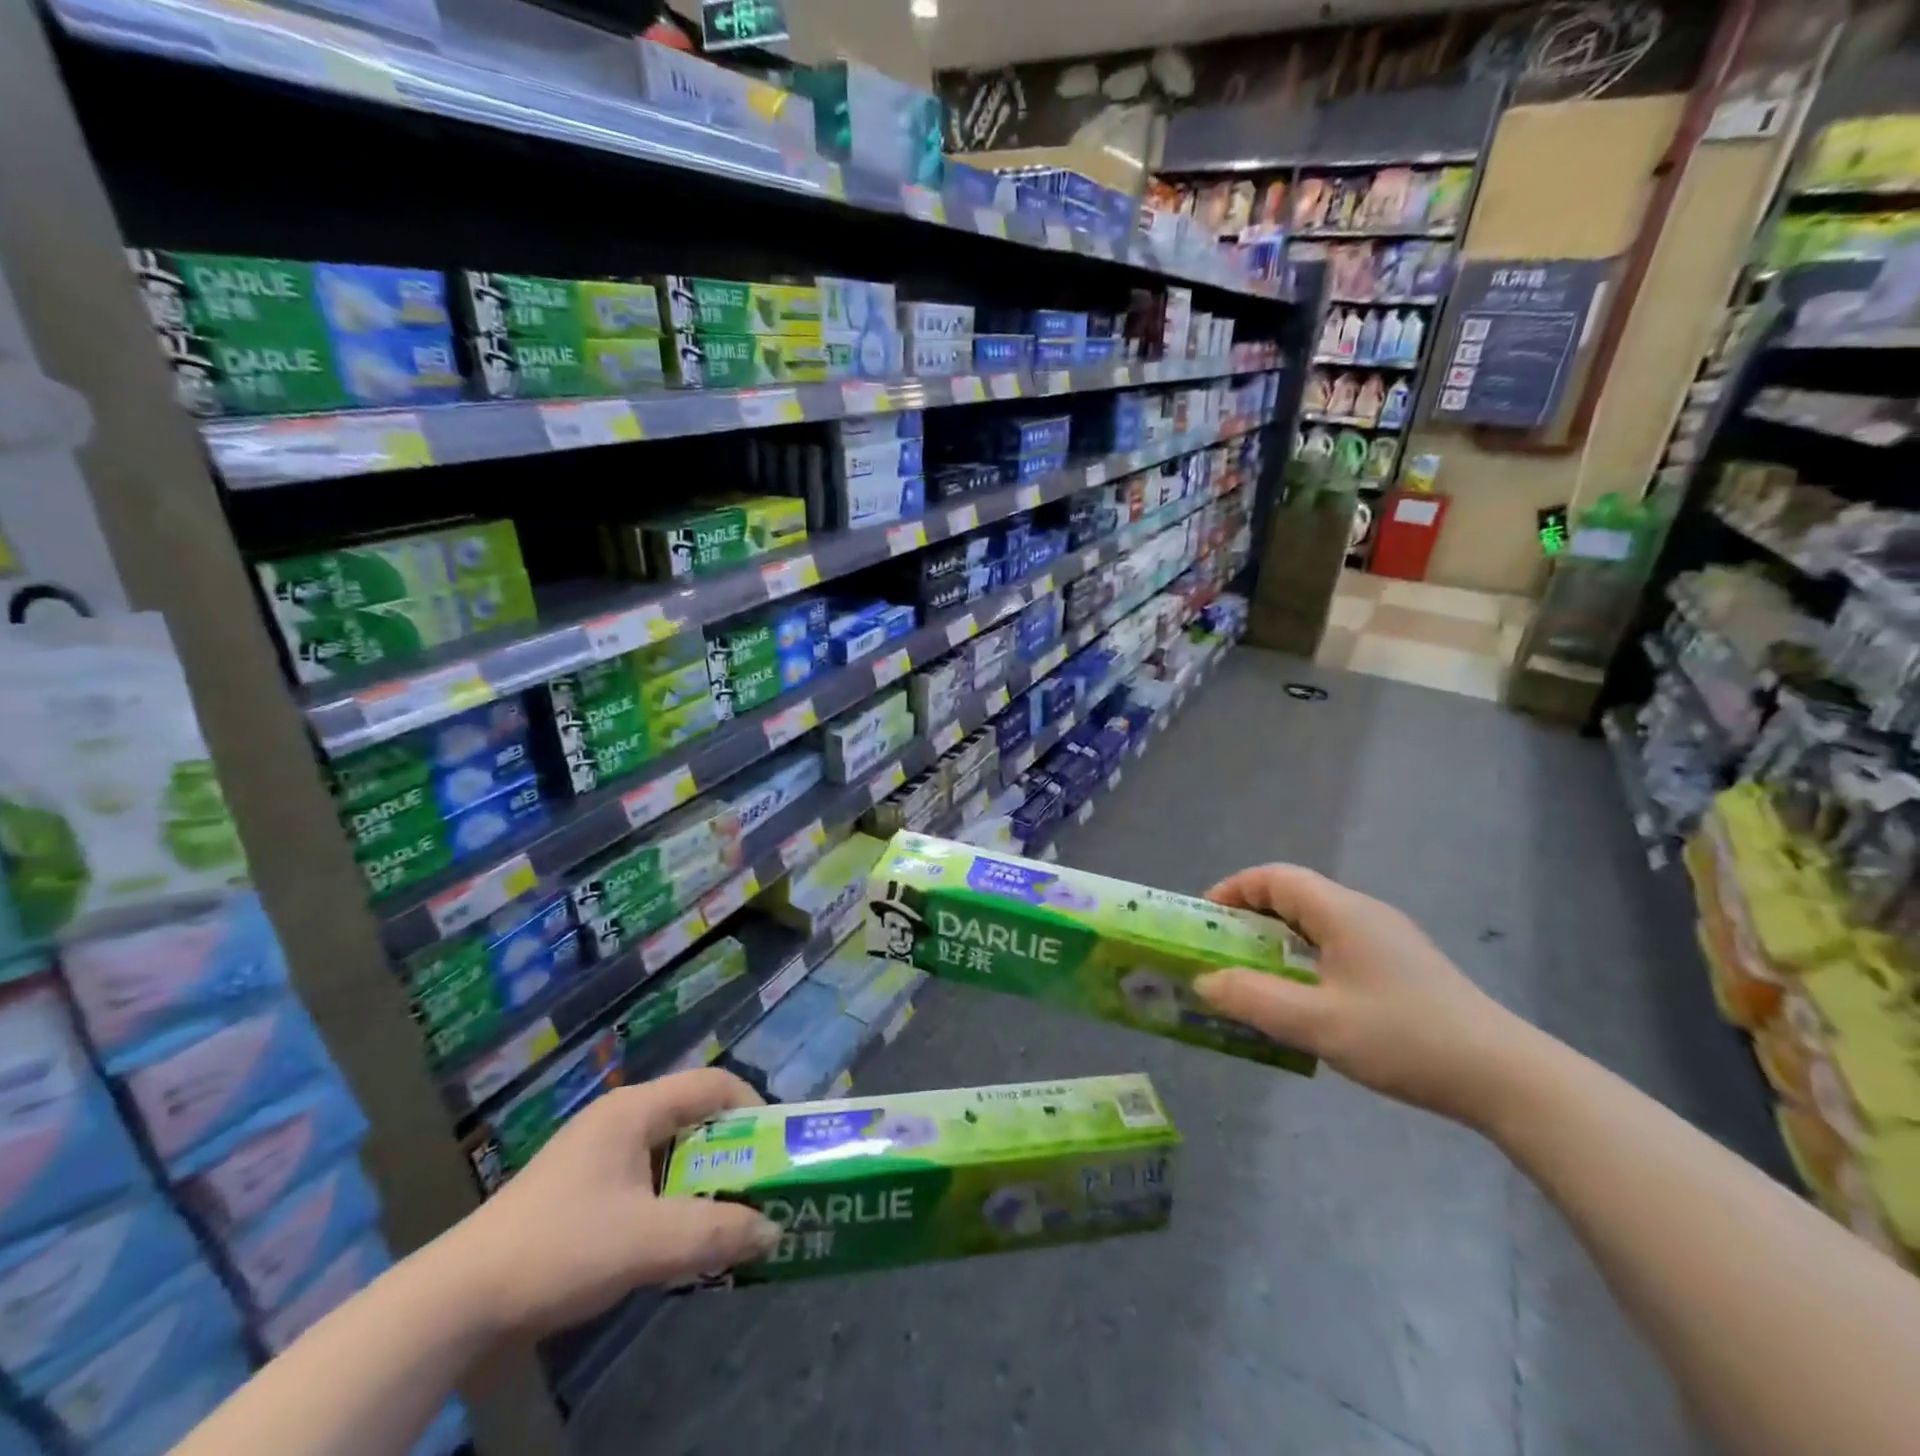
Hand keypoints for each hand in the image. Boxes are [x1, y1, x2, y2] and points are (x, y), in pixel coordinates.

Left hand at [448, 1069, 779, 1337]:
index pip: (712, 1084)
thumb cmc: (559, 1248)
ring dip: (704, 1182)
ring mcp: (598, 1156)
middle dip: (733, 1152)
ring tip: (731, 1217)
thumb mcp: (646, 1241)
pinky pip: (648, 1181)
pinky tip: (680, 1239)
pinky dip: (675, 1201)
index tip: (777, 1147)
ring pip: (672, 1154)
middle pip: (694, 1119)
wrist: (457, 1303)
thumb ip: (715, 1233)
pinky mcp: (583, 1192)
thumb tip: (774, 1230)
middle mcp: (620, 1120)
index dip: (752, 1108)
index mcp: (635, 1110)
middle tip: (763, 1186)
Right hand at [1195, 865, 1537, 1126]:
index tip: (1204, 921)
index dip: (1232, 890)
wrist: (1507, 1077)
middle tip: (1220, 954)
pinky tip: (1302, 1001)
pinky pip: (1336, 947)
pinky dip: (1303, 961)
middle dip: (1248, 920)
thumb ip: (1253, 998)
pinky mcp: (1401, 967)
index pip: (1274, 877)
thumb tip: (1204, 980)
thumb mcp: (1317, 1022)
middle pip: (1293, 897)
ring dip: (1276, 943)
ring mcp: (1386, 940)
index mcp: (1342, 911)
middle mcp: (1363, 913)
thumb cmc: (1404, 1038)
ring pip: (1315, 925)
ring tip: (1252, 979)